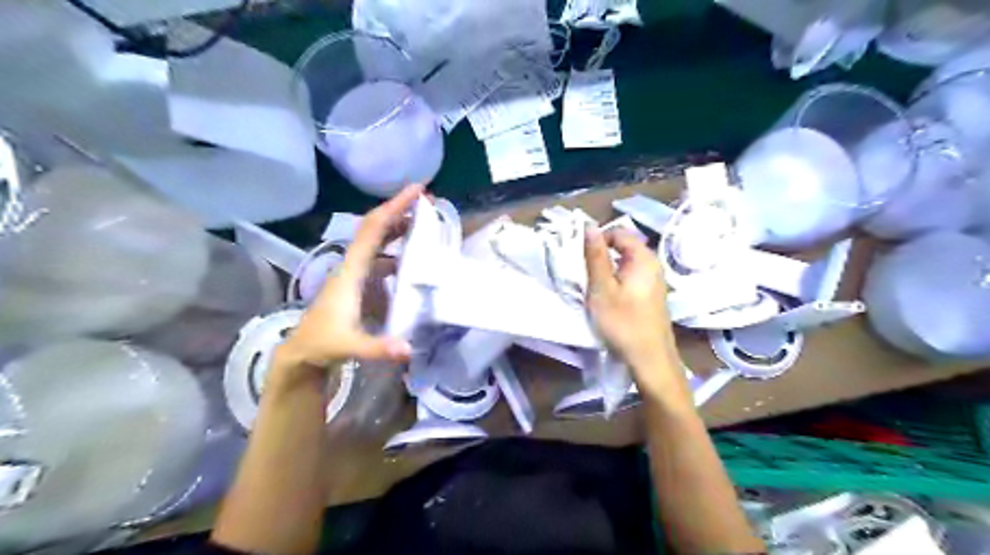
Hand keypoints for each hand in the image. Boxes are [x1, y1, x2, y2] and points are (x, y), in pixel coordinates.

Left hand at [276, 185, 423, 369]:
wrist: (302, 351)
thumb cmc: (322, 343)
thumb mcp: (349, 346)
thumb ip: (378, 347)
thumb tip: (409, 349)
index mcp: (351, 271)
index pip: (373, 230)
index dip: (395, 207)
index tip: (418, 190)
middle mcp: (353, 264)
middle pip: (376, 228)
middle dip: (401, 210)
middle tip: (429, 201)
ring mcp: (356, 273)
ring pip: (379, 241)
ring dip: (400, 227)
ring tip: (426, 221)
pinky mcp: (360, 283)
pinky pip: (382, 257)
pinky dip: (398, 250)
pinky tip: (414, 256)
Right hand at [582, 228, 689, 399]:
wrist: (650, 359)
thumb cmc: (623, 322)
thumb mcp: (601, 288)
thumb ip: (595, 256)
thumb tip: (589, 226)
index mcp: (643, 258)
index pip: (618, 232)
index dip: (597, 240)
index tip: (581, 259)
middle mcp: (653, 264)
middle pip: (623, 247)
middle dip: (600, 256)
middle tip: (584, 275)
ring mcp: (654, 281)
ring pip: (625, 264)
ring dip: (606, 271)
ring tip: (593, 288)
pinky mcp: (651, 296)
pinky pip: (630, 278)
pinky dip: (616, 282)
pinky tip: (607, 300)